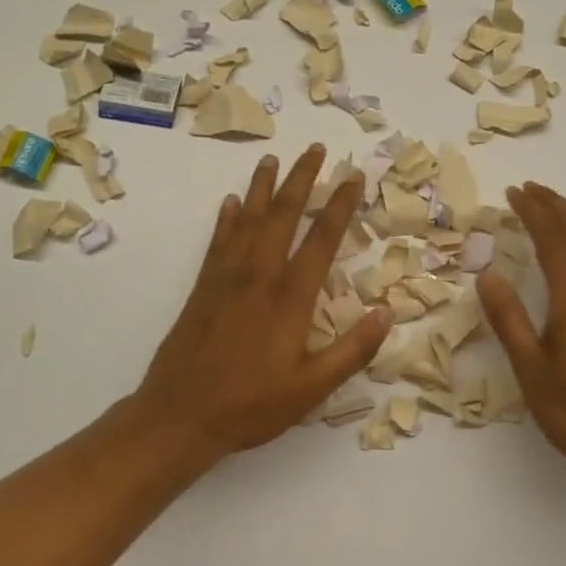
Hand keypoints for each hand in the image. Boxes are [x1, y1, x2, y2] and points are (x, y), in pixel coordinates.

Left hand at [132, 144, 390, 461]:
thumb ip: (352, 351)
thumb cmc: (250, 406)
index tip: (353, 176)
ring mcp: (226, 279)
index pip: (322, 240)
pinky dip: (227, 218)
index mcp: (289, 298)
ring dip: (263, 187)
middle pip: (283, 215)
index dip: (340, 205)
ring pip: (248, 220)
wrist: (178, 416)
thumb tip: (387, 312)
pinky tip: (231, 202)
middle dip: (302, 179)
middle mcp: (258, 276)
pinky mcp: (203, 288)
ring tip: (272, 159)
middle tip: (315, 149)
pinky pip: (218, 241)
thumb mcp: (311, 389)